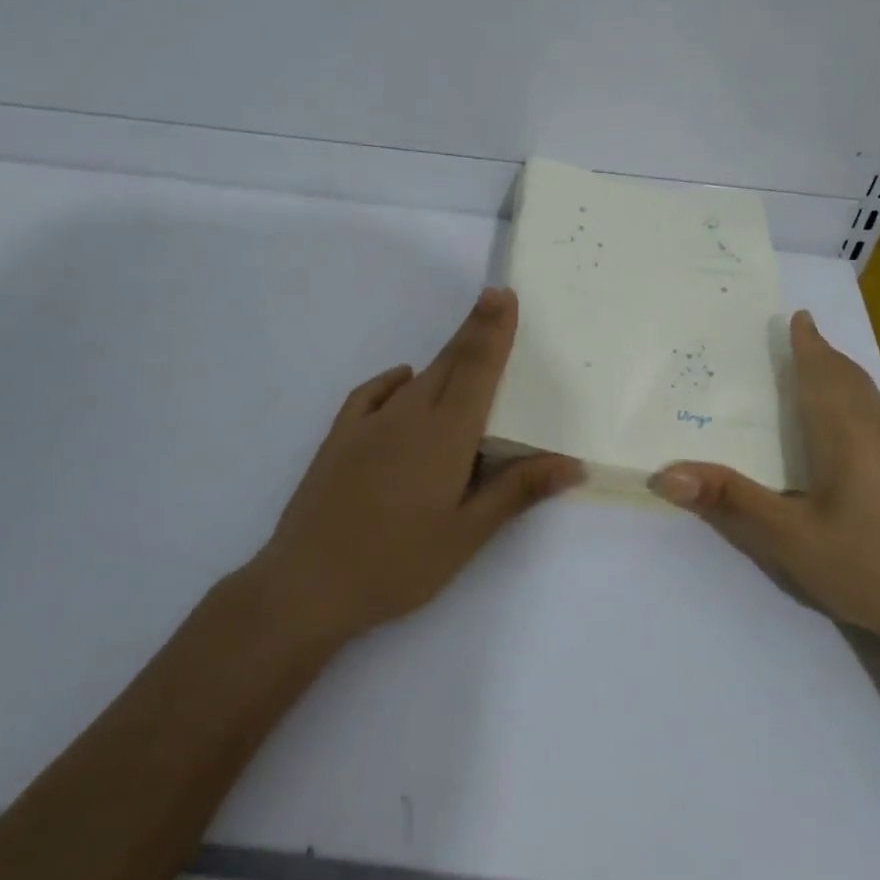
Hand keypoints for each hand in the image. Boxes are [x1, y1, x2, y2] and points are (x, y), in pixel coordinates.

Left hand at [252, 287, 581, 643]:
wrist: (308, 584)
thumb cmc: (398, 564)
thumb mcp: (466, 534)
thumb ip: (516, 491)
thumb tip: (570, 463)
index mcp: (445, 435)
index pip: (477, 370)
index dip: (493, 330)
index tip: (504, 295)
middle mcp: (409, 416)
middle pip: (450, 362)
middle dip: (474, 329)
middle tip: (493, 298)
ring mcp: (369, 424)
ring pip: (417, 378)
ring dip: (444, 358)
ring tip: (464, 349)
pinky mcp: (339, 438)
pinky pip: (372, 394)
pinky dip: (394, 381)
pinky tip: (404, 382)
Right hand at [650, 310, 879, 662]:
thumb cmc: (871, 567)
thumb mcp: (789, 539)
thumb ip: (730, 500)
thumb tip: (664, 472)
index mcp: (845, 434)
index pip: (822, 374)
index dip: (808, 345)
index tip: (797, 315)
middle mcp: (877, 433)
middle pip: (849, 379)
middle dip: (824, 354)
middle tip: (798, 335)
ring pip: (867, 399)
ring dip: (840, 376)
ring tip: (817, 368)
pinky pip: (875, 419)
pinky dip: (853, 401)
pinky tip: (845, 429)